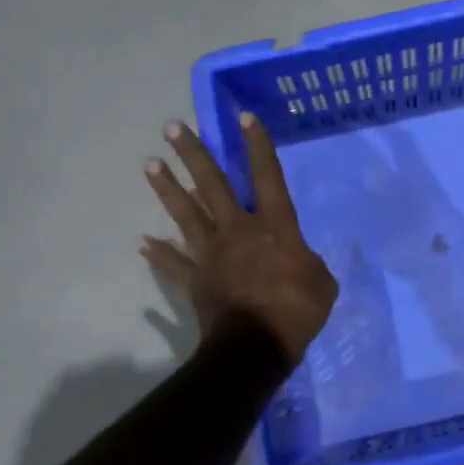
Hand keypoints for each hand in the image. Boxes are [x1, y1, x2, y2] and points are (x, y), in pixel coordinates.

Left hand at [143, 115, 338, 359]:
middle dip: (193, 155)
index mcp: (273, 226)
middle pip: (212, 185)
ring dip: (167, 189)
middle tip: (172, 128)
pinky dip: (159, 255)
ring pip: (186, 215)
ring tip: (150, 165)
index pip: (266, 177)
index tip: (243, 117)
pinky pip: (174, 264)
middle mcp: (237, 230)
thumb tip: (299, 261)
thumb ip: (309, 263)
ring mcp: (211, 254)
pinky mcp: (195, 280)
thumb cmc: (296, 310)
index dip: (258, 146)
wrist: (256, 347)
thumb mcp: (322, 282)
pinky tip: (142, 243)